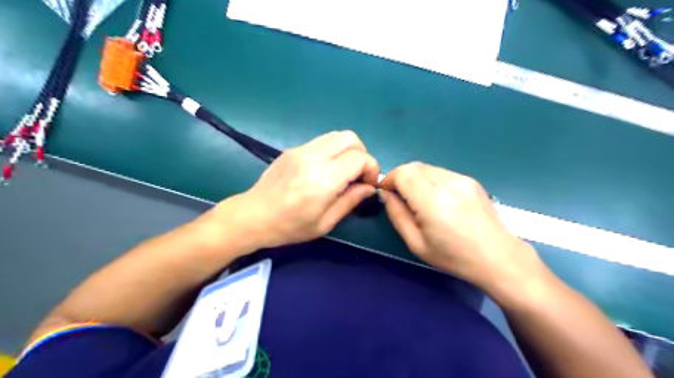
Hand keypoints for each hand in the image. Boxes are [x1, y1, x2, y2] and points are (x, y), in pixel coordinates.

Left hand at [200, 130, 378, 252]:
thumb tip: (369, 187)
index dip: (371, 168)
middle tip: (358, 174)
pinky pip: (322, 141)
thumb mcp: (325, 223)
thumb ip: (350, 201)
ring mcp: (301, 149)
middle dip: (362, 154)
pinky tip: (326, 169)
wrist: (253, 215)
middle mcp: (313, 157)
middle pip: (351, 138)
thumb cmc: (290, 226)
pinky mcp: (293, 149)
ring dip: (348, 150)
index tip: (368, 184)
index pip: (359, 158)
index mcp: (323, 179)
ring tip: (344, 170)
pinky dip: (333, 150)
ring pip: (337, 135)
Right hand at [379, 161, 545, 293]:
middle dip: (400, 177)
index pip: (403, 174)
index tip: (386, 192)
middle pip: (414, 166)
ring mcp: (462, 179)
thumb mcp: (416, 243)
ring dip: (415, 178)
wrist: (498, 257)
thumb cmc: (453, 256)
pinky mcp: (471, 180)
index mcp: (433, 202)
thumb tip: (386, 195)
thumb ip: (397, 215)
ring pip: (427, 168)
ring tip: (418, 199)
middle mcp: (448, 183)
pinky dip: (430, 180)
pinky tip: (436, 199)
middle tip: (398, 196)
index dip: (389, 179)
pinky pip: (441, 173)